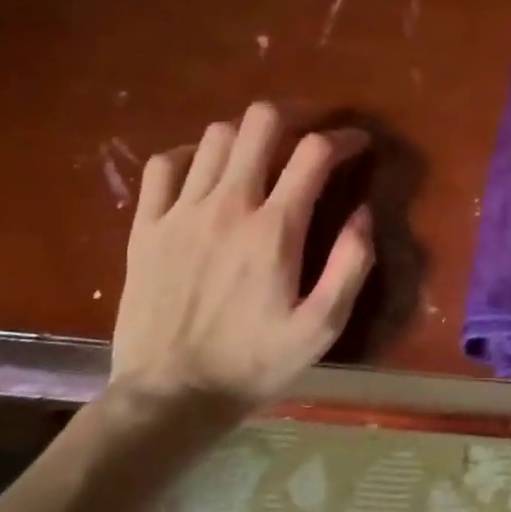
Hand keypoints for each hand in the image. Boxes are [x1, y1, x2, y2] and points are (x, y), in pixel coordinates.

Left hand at [110, 102, 373, 433]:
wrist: (170, 397)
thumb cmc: (254, 363)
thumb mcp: (322, 326)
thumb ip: (351, 264)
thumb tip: (364, 212)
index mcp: (274, 230)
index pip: (314, 152)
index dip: (343, 138)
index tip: (358, 144)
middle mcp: (227, 206)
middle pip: (260, 123)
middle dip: (295, 115)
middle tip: (312, 132)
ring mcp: (180, 213)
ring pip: (216, 137)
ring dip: (250, 135)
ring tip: (266, 154)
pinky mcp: (146, 227)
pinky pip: (165, 165)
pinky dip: (193, 154)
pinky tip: (208, 171)